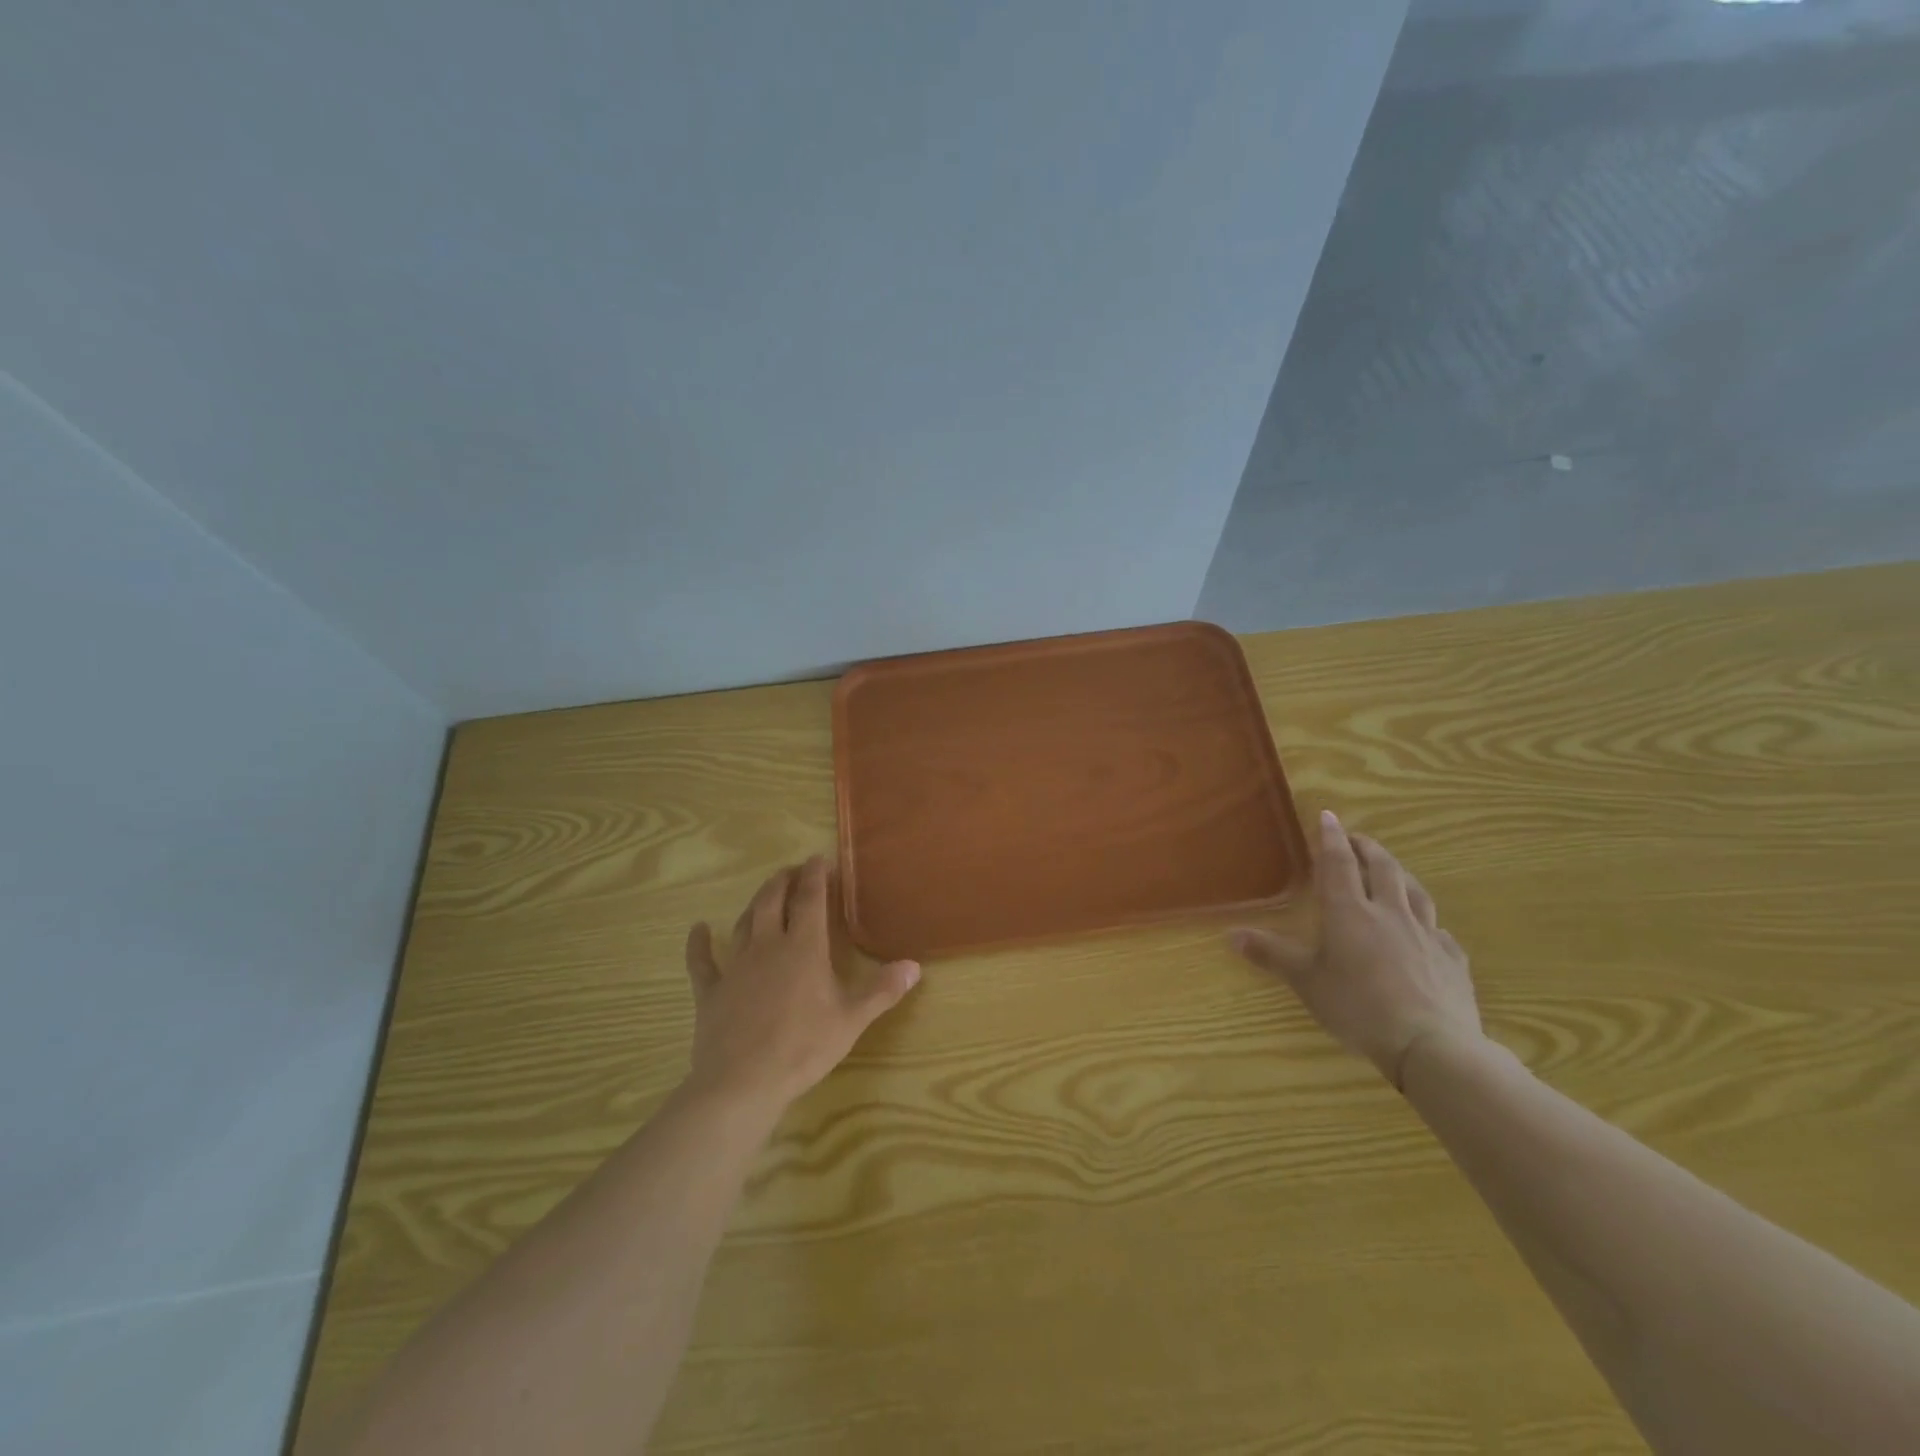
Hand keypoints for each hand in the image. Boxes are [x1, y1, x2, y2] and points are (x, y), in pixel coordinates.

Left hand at [683, 856, 920, 1110]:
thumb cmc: (803, 1047)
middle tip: (792, 870)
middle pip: (773, 901)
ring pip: (744, 922)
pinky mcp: (711, 991)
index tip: (818, 859)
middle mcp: (768, 946)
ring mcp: (735, 966)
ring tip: (764, 893)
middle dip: (783, 880)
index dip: (814, 875)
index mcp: (804, 948)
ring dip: (755, 903)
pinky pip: (702, 961)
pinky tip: (698, 929)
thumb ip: (882, 990)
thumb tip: (914, 966)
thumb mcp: (851, 1020)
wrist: (742, 1082)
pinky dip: (699, 943)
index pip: (810, 899)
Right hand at [1231, 811, 1481, 1087]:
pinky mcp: (1452, 960)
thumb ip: (1271, 954)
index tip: (1329, 815)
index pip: (1338, 863)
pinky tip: (1428, 929)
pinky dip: (1428, 920)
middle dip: (1368, 848)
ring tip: (1392, 870)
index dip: (1332, 838)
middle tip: (1357, 839)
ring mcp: (1426, 934)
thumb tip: (1230, 934)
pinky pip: (1440, 930)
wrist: (1431, 1044)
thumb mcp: (1305, 981)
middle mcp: (1389, 913)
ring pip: (1414, 892)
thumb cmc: (1358, 1006)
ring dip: (1400, 874)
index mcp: (1349, 911)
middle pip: (1382, 868)